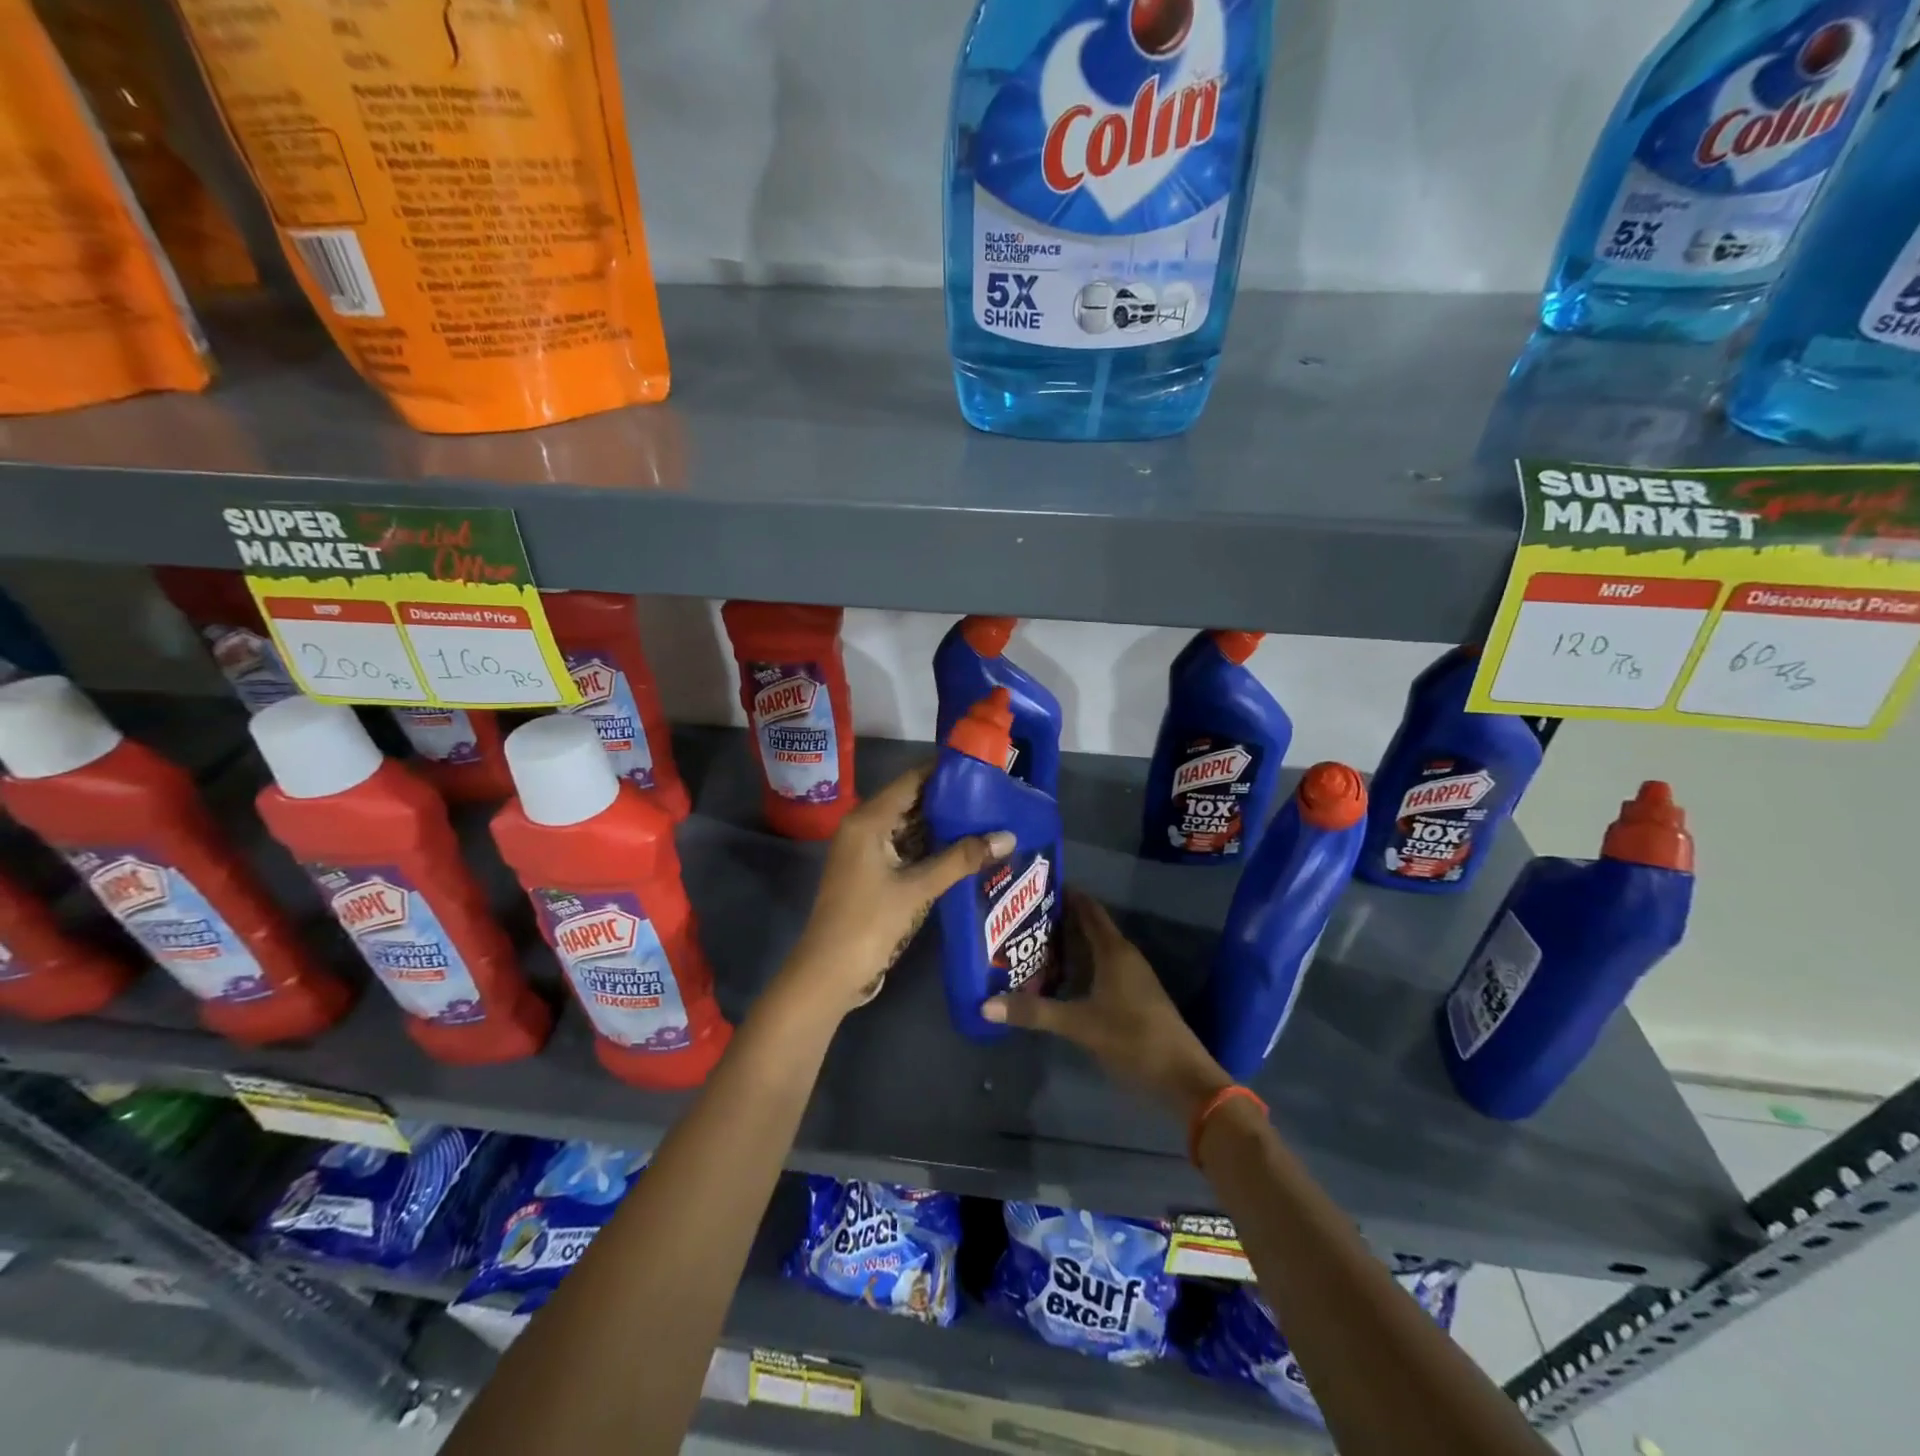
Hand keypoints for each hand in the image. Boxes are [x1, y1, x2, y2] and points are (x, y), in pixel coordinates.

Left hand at [781, 763, 1013, 1019]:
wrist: (828, 974)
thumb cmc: (869, 923)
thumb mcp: (918, 888)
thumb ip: (962, 859)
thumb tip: (1008, 836)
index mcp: (869, 820)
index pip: (912, 780)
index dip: (946, 770)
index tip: (983, 767)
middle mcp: (864, 826)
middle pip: (912, 801)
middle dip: (950, 799)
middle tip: (993, 794)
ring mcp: (866, 851)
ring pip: (910, 826)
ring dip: (943, 825)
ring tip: (987, 817)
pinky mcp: (872, 872)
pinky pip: (905, 848)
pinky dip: (931, 847)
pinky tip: (964, 848)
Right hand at [984, 890, 1232, 1118]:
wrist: (1183, 1077)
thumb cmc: (1132, 1038)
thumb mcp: (1079, 1025)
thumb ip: (1034, 1012)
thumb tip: (986, 1005)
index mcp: (1113, 950)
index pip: (1087, 908)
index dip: (1064, 893)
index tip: (1034, 885)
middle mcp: (1124, 955)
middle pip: (1089, 926)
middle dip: (1059, 919)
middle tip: (1021, 916)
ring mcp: (1132, 975)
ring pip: (1095, 948)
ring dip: (1069, 944)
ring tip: (1032, 943)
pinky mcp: (1134, 995)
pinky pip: (1101, 966)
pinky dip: (1080, 964)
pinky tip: (1060, 977)